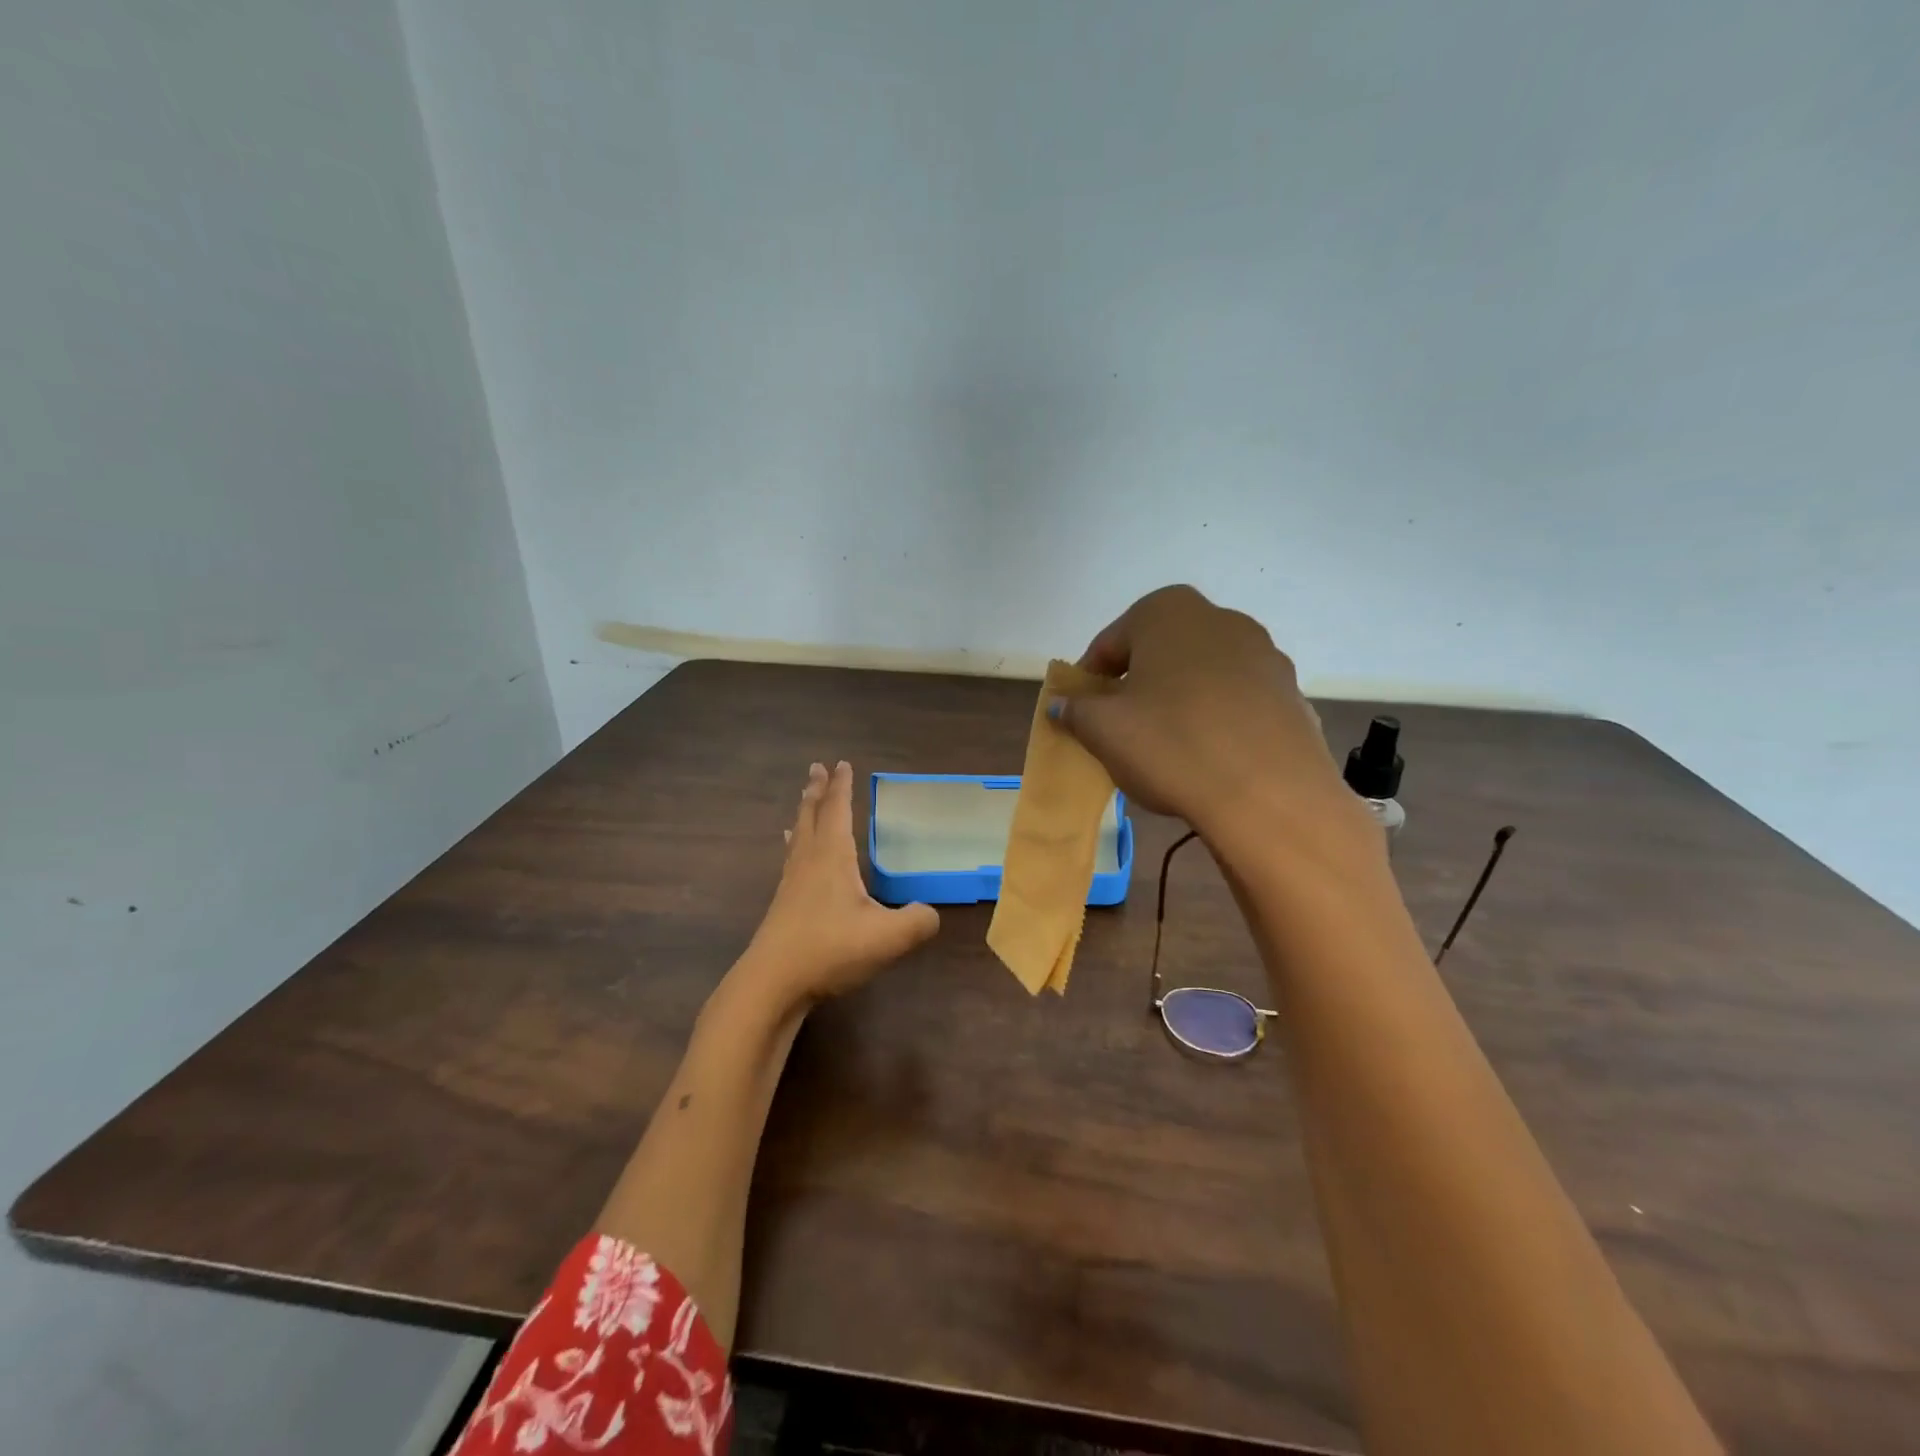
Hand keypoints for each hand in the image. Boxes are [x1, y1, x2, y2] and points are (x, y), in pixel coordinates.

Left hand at [736, 761, 939, 1011]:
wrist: (773, 984)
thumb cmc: (830, 950)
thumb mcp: (888, 937)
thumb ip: (918, 921)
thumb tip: (930, 914)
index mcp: (832, 857)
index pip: (838, 811)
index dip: (842, 787)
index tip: (842, 763)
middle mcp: (809, 862)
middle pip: (811, 816)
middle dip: (817, 791)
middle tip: (816, 769)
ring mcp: (791, 884)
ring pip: (798, 837)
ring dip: (804, 815)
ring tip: (804, 800)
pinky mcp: (783, 906)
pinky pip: (791, 860)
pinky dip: (795, 845)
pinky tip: (794, 858)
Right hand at [1052, 585, 1365, 849]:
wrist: (1270, 796)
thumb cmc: (1171, 745)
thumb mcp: (1103, 730)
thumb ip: (1075, 710)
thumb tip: (1062, 704)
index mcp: (1167, 612)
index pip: (1110, 643)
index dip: (1089, 681)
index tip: (1082, 715)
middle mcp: (1220, 619)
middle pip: (1159, 653)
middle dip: (1137, 686)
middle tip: (1122, 729)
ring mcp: (1264, 654)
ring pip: (1201, 675)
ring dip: (1178, 701)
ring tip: (1167, 747)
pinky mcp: (1291, 693)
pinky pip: (1237, 701)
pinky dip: (1217, 719)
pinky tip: (1210, 756)